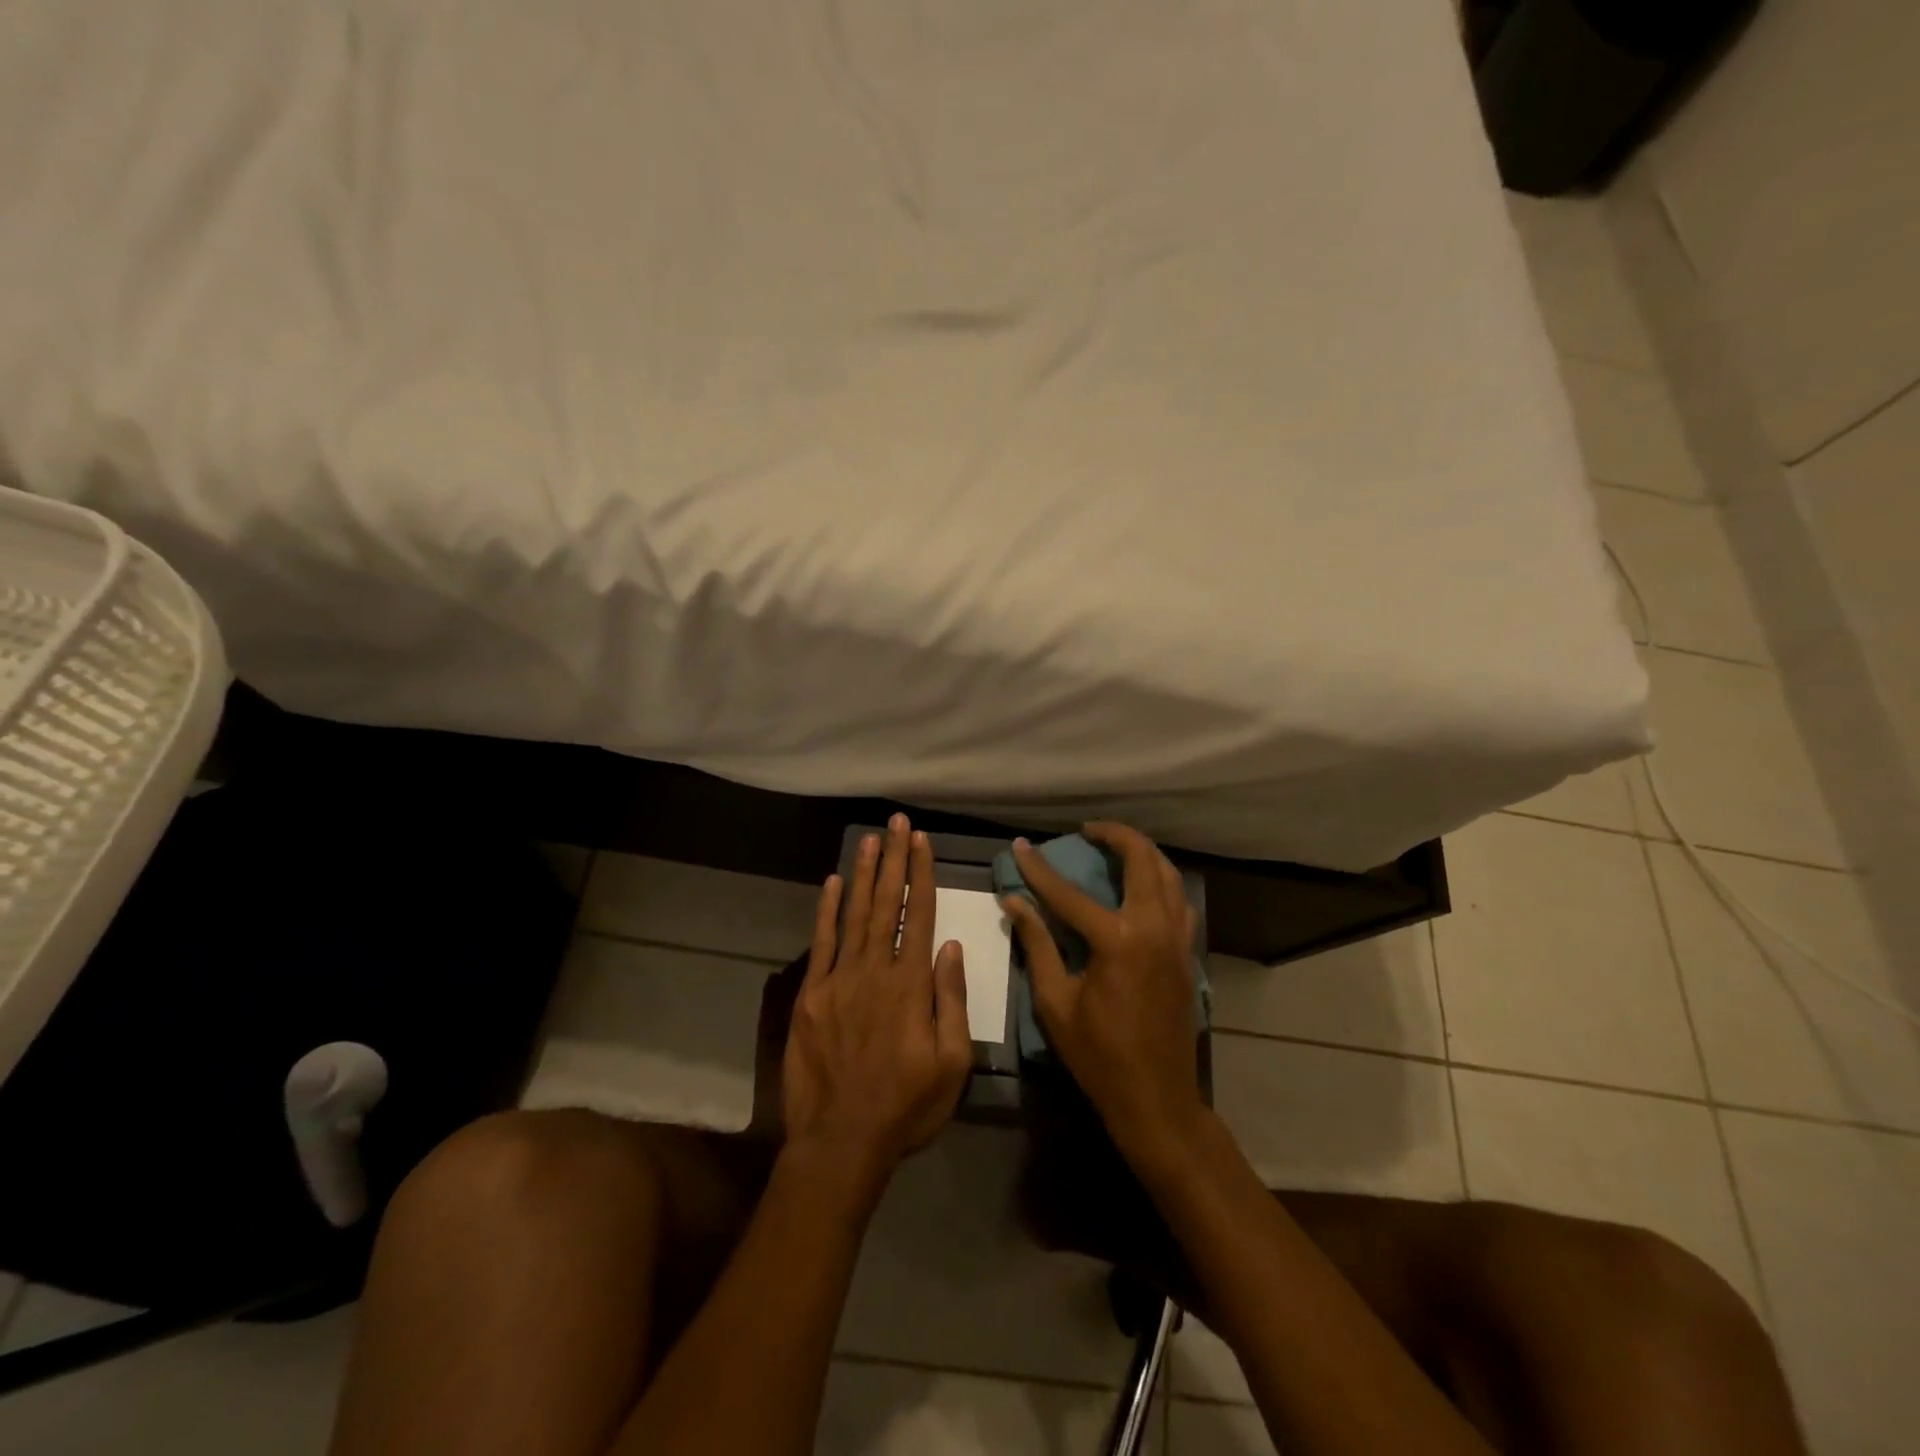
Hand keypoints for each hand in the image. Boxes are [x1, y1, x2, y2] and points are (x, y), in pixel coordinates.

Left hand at [782, 814, 971, 1181]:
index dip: (920, 874)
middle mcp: (875, 970)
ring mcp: (838, 980)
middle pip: (886, 904)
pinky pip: (821, 943)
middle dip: (893, 860)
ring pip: (855, 914)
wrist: (842, 1141)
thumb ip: (950, 1000)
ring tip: (871, 839)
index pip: (919, 915)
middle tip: (896, 822)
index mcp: (911, 985)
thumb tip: (951, 947)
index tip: (921, 841)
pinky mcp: (811, 995)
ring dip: (865, 874)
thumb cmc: (907, 1106)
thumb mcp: (951, 1063)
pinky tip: (834, 882)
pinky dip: (827, 910)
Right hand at [1003, 822, 1204, 1158]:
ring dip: (1144, 852)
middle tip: (1088, 830)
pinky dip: (1162, 880)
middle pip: (1141, 861)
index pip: (1069, 893)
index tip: (1019, 845)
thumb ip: (1036, 944)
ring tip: (1116, 846)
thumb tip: (1014, 902)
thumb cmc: (1098, 1055)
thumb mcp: (1055, 1001)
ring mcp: (1178, 940)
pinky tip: (1143, 885)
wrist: (1156, 1098)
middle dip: (1115, 836)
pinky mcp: (1188, 954)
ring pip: (1169, 875)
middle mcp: (1154, 929)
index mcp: (1117, 941)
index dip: (1039, 869)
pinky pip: (1180, 901)